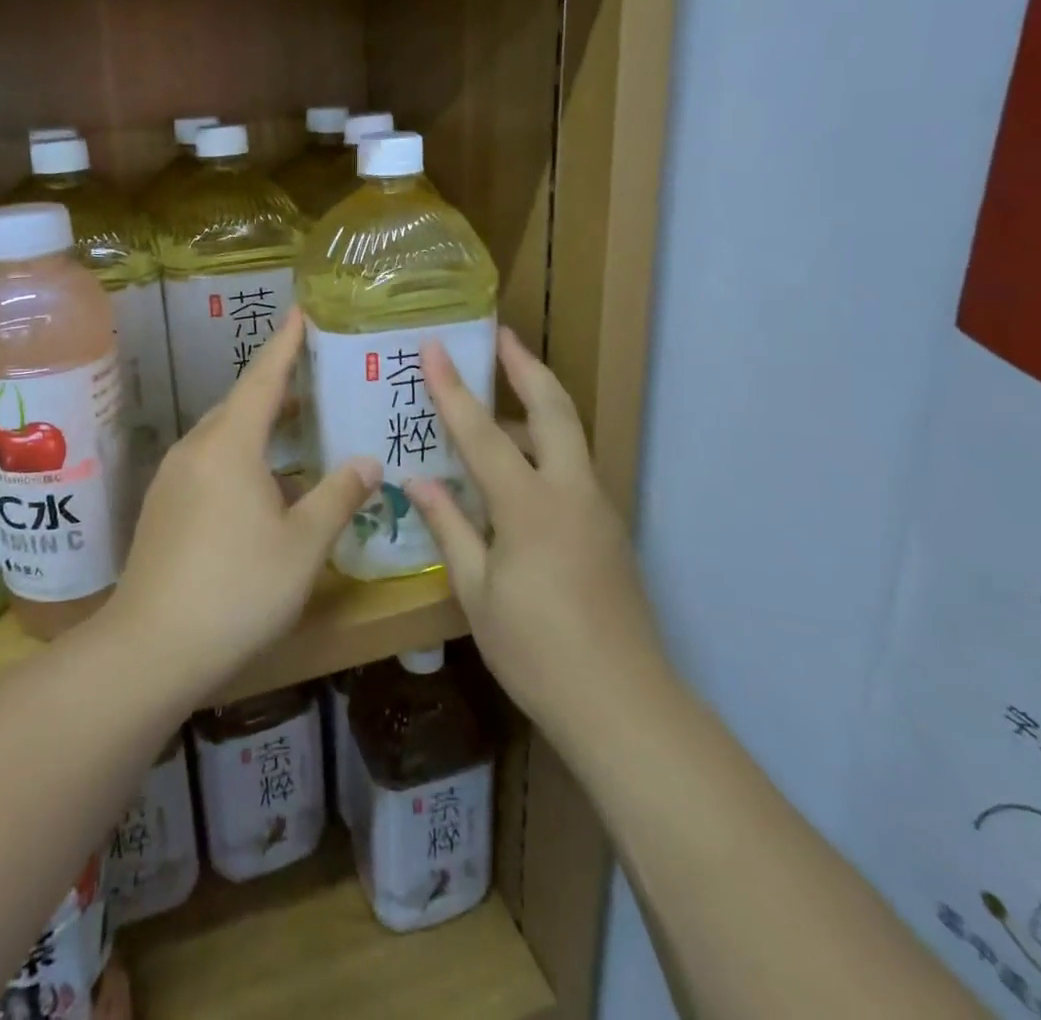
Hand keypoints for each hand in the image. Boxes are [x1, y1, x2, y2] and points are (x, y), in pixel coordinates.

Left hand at [107, 308, 380, 695]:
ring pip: (222, 435)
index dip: (285, 345)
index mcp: (230, 445)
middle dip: (277, 387)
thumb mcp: (303, 545)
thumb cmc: (238, 588)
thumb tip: (368, 461)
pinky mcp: (163, 506)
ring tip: (297, 427)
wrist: (151, 647)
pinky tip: (261, 484)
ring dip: (259, 425)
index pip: (263, 379)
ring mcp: (173, 477)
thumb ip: (338, 496)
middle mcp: (196, 449)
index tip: (300, 312)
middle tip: (315, 376)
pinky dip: (240, 455)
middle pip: (240, 404)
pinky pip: (208, 461)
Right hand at [407, 327, 667, 742]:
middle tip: (501, 335)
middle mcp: (571, 491)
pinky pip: (573, 467)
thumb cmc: (536, 650)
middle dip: (526, 366)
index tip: (435, 347)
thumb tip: (417, 481)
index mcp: (530, 505)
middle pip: (553, 408)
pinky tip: (517, 465)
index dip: (453, 387)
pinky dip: (545, 445)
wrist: (623, 704)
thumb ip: (449, 527)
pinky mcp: (608, 528)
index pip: (481, 431)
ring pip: (568, 434)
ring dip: (536, 404)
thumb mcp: (476, 592)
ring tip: (497, 396)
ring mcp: (597, 507)